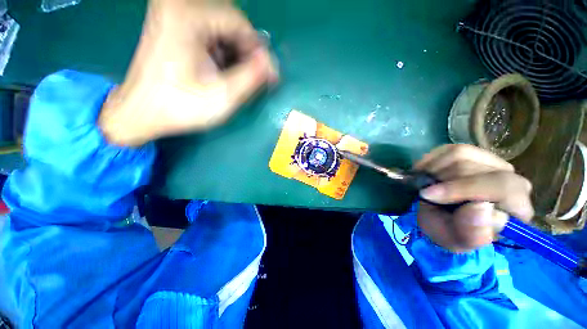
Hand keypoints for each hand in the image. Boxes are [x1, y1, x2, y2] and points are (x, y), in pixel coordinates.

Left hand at [99, 0, 277, 145]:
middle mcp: (178, 5)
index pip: (239, 22)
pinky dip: (222, 49)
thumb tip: (270, 64)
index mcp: (187, 16)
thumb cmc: (180, 107)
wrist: (141, 111)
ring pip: (221, 26)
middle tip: (253, 76)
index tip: (267, 74)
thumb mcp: (222, 97)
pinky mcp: (173, 24)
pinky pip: (209, 30)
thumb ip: (250, 78)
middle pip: (230, 21)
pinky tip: (221, 69)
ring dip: (235, 51)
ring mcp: (173, 13)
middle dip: (246, 50)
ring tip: (237, 76)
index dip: (258, 50)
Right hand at [414, 144, 533, 252]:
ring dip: (435, 171)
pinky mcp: (472, 153)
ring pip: (461, 154)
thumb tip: (482, 207)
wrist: (439, 216)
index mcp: (516, 209)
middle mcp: (511, 181)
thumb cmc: (449, 230)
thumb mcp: (453, 240)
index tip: (429, 195)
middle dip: (443, 181)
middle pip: (477, 169)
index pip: (504, 187)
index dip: (464, 189)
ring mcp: (492, 163)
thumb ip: (470, 233)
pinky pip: (447, 149)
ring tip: (427, 184)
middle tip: (425, 192)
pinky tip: (427, 173)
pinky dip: (430, 161)